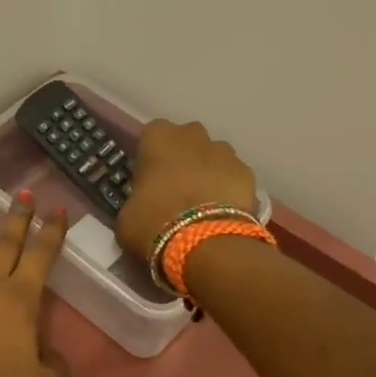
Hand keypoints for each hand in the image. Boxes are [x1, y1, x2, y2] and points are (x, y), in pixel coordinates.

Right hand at [115, 119, 257, 262]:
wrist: (205, 242)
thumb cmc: (154, 222)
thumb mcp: (127, 214)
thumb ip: (136, 197)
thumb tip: (143, 203)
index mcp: (158, 138)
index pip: (152, 134)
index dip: (152, 155)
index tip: (149, 177)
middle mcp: (192, 135)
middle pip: (187, 139)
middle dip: (184, 156)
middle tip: (177, 187)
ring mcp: (225, 152)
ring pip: (214, 155)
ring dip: (208, 170)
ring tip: (203, 201)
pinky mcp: (248, 172)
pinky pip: (234, 175)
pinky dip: (229, 188)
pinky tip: (223, 211)